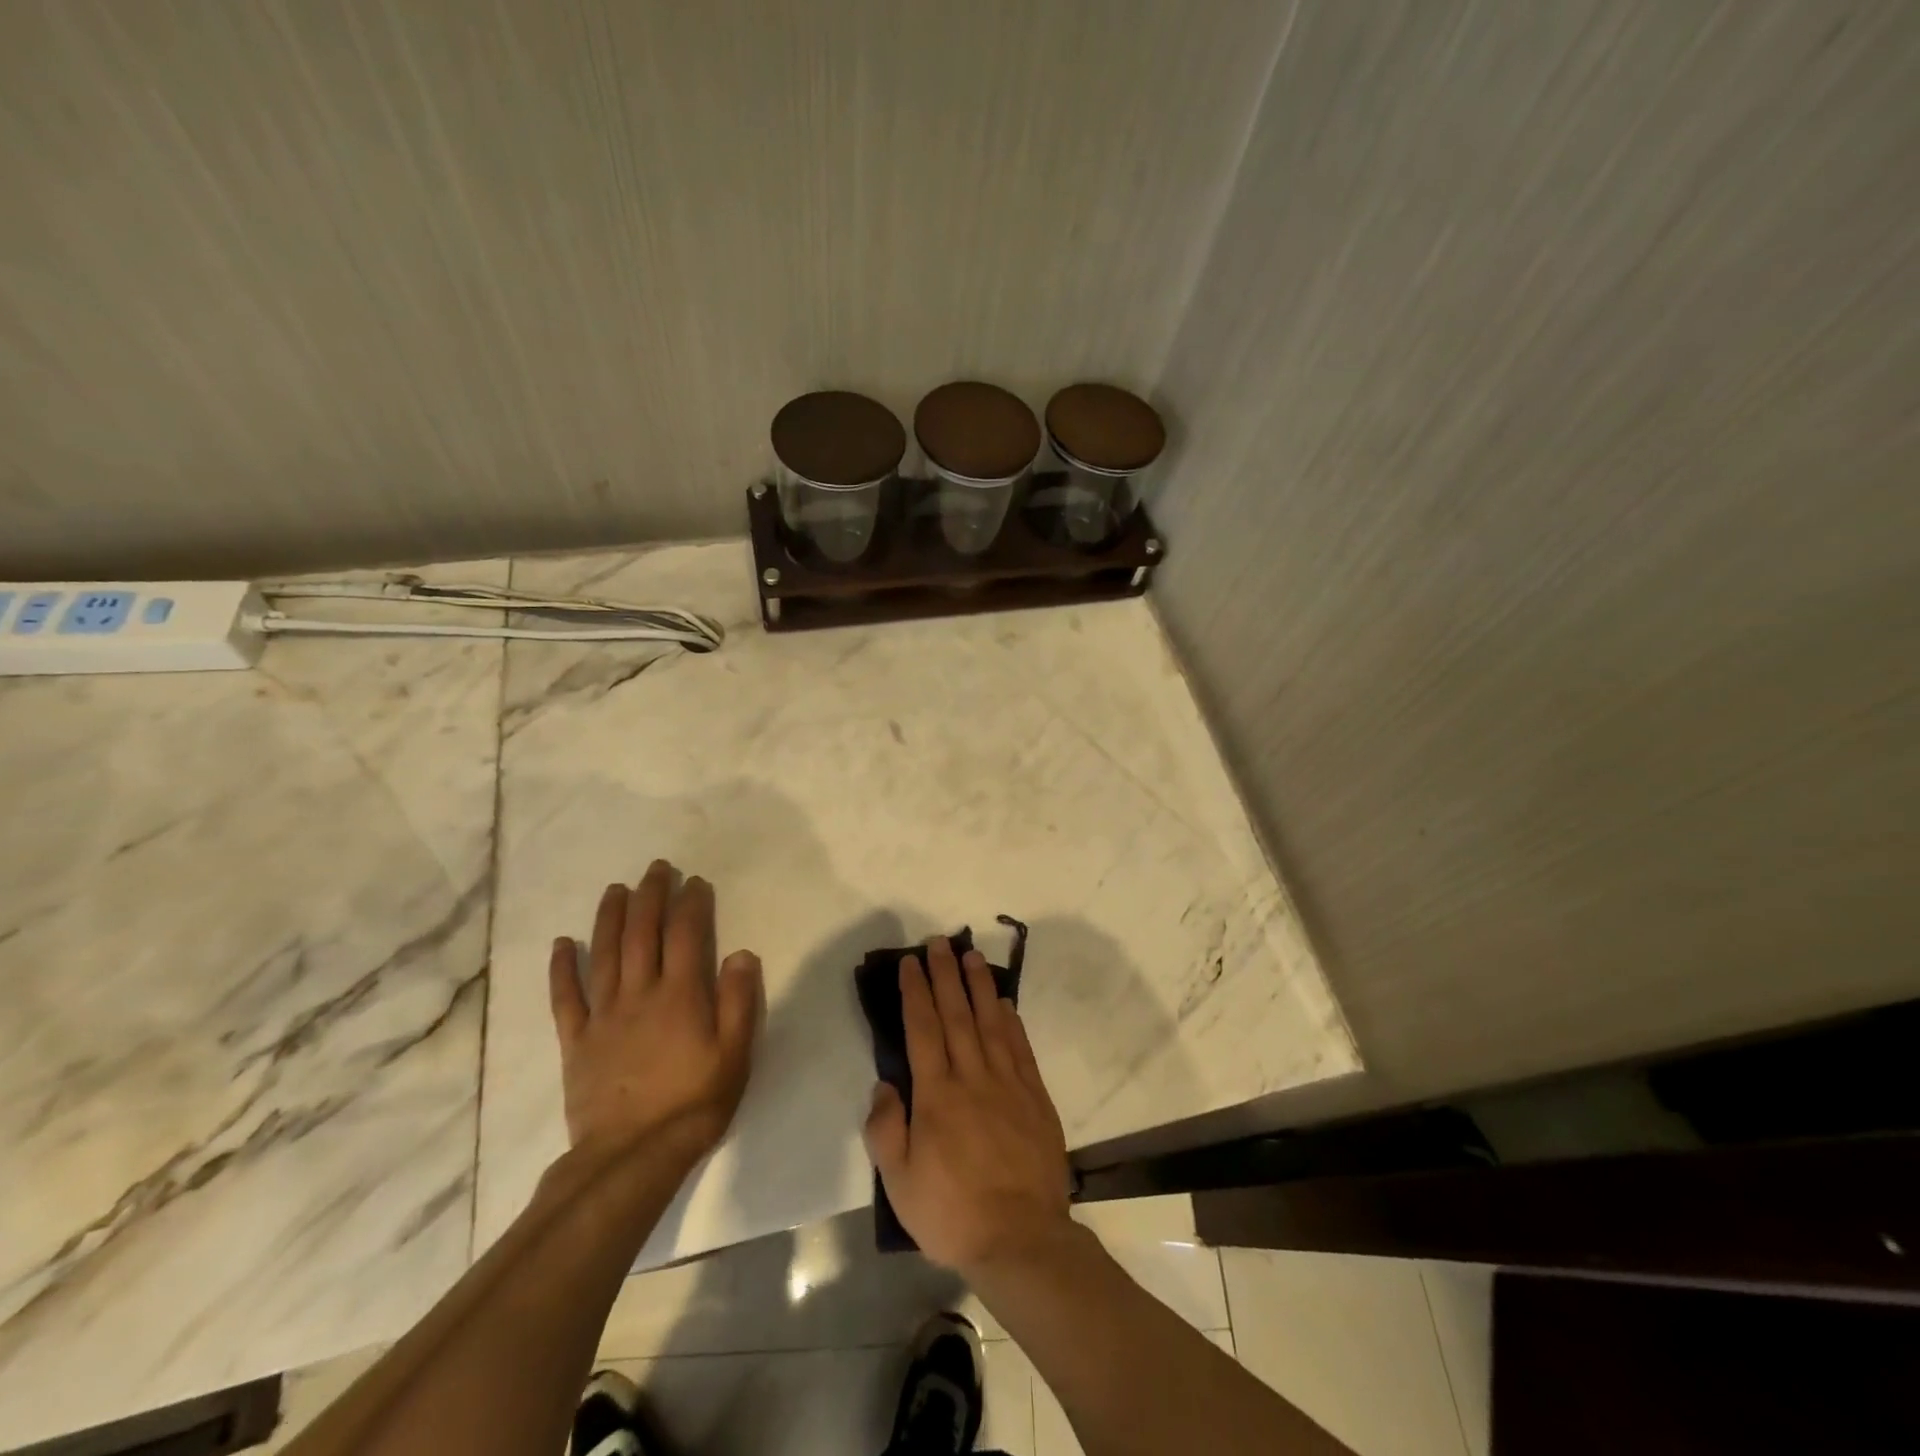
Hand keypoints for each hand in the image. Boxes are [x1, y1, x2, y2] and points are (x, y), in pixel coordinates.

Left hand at [548, 861, 761, 1162]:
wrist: (632, 1156)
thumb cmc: (694, 1102)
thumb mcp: (735, 1053)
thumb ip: (739, 1000)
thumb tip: (741, 952)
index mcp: (681, 994)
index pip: (686, 934)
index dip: (691, 903)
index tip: (695, 882)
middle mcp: (640, 993)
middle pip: (643, 933)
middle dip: (651, 896)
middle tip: (656, 869)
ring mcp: (604, 1015)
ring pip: (605, 954)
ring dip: (610, 917)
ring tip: (615, 889)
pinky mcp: (577, 1041)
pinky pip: (566, 998)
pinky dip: (562, 969)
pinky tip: (562, 944)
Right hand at [863, 937, 1073, 1277]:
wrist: (1021, 1239)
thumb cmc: (952, 1213)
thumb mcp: (900, 1183)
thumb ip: (886, 1129)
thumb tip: (885, 1084)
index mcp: (937, 1095)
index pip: (922, 1029)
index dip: (915, 992)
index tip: (910, 963)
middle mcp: (972, 1077)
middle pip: (957, 1014)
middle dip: (945, 975)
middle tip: (939, 942)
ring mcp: (1008, 1083)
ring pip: (991, 1022)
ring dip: (979, 986)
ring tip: (971, 956)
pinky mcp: (1035, 1096)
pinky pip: (1020, 1047)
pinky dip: (1011, 1020)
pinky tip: (1005, 1002)